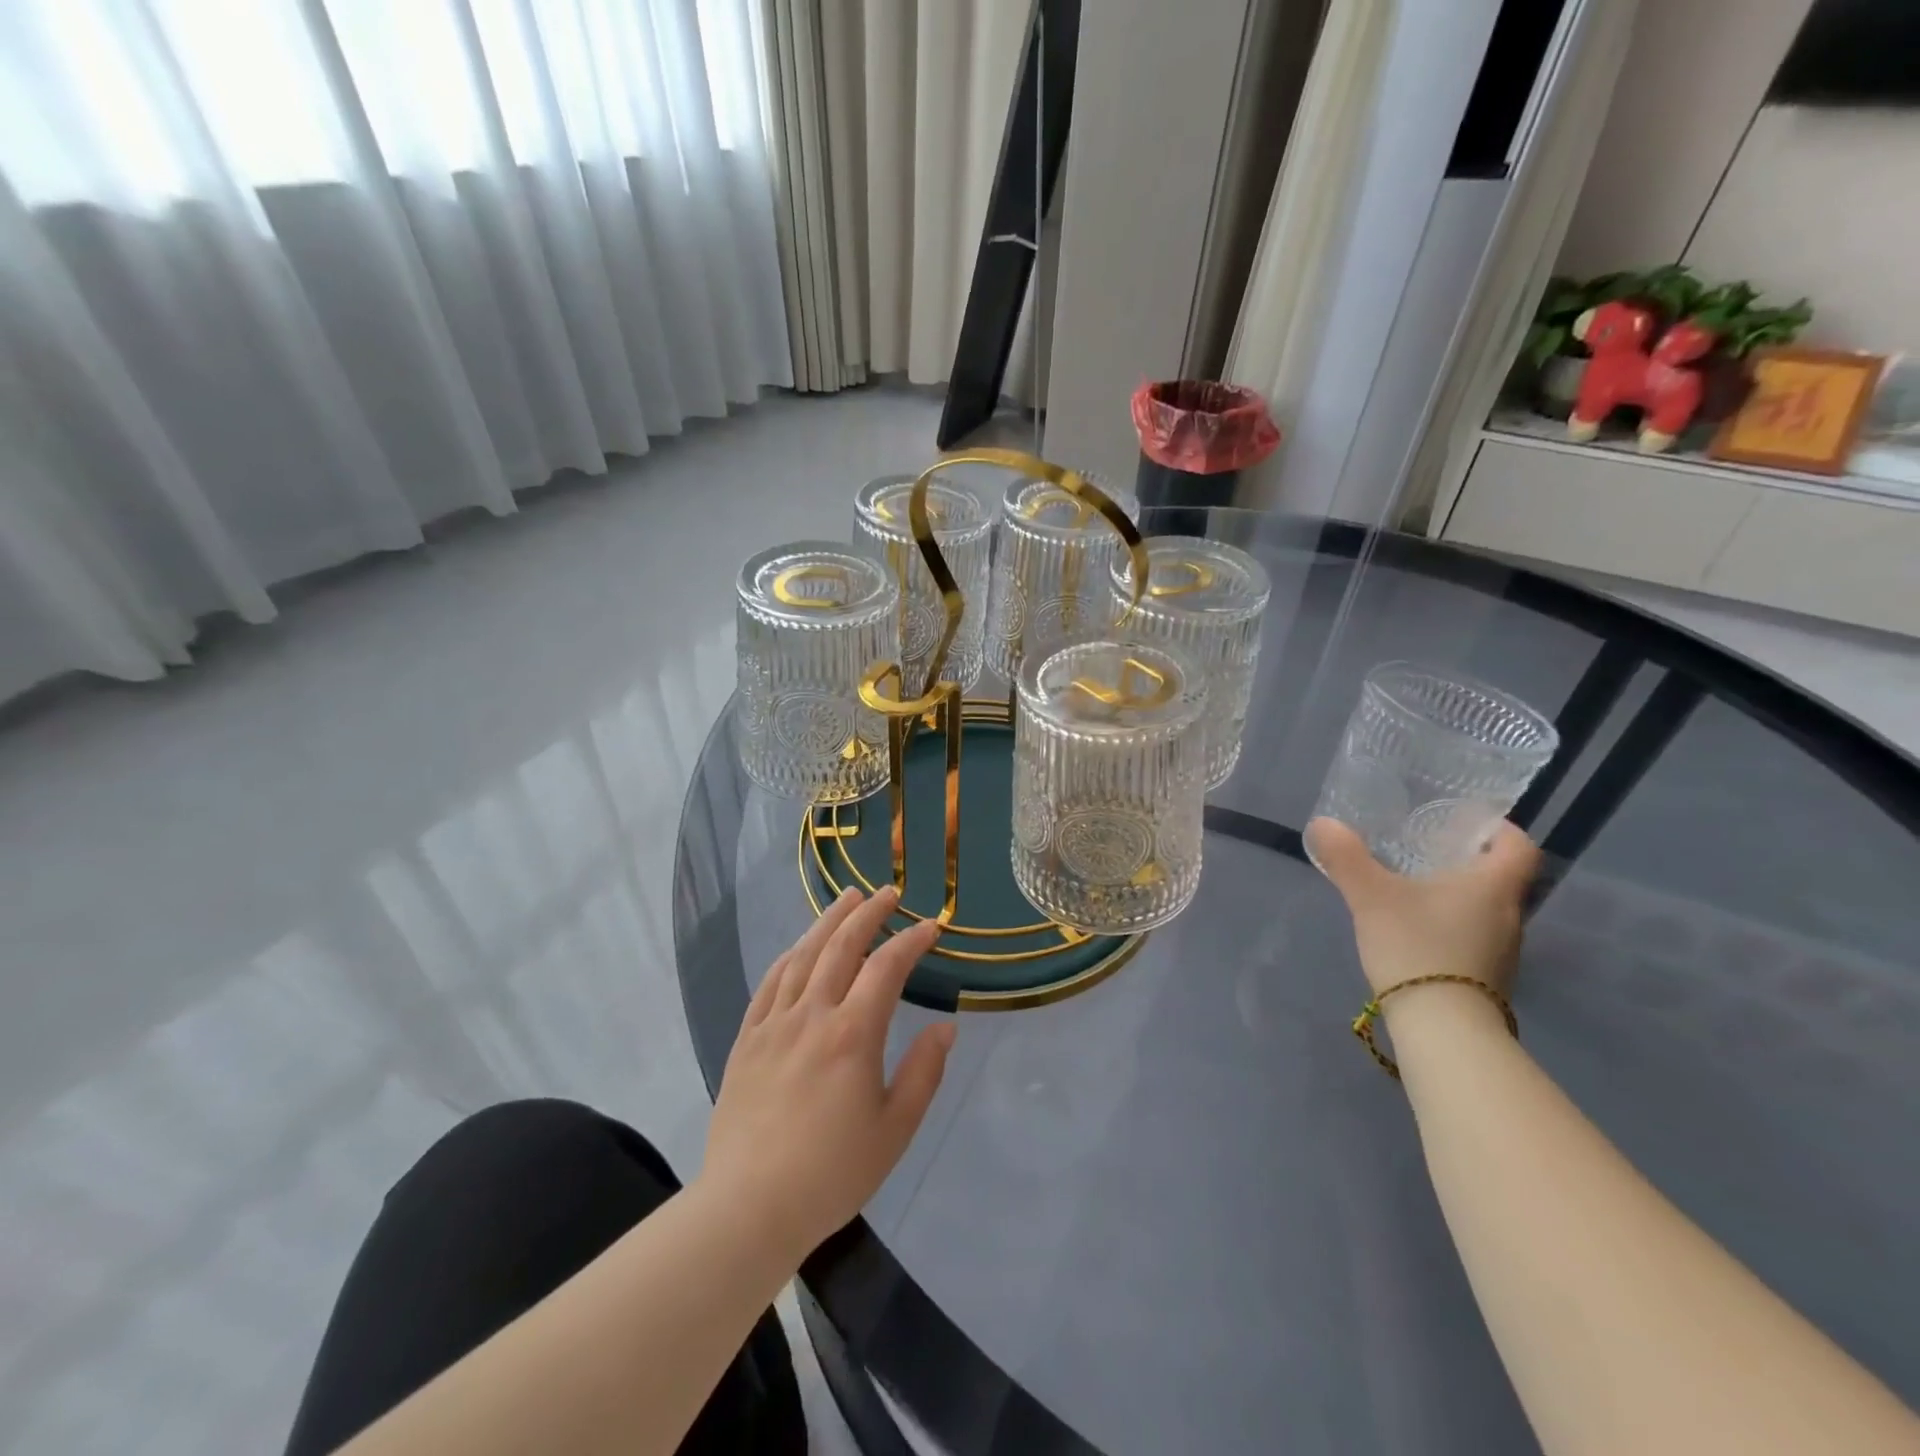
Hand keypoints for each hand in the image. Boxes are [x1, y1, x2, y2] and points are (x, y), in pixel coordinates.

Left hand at [701, 887, 951, 1263]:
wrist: (749, 1207)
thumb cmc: (832, 1173)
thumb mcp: (894, 1130)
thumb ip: (923, 1073)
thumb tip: (945, 1027)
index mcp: (852, 1034)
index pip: (886, 968)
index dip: (911, 941)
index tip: (931, 927)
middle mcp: (812, 1015)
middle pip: (841, 946)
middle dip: (869, 913)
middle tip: (888, 893)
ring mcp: (773, 1024)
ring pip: (803, 955)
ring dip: (828, 921)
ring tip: (847, 898)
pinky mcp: (746, 1039)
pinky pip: (769, 983)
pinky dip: (789, 956)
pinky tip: (799, 946)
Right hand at [1306, 818, 1539, 1008]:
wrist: (1443, 1028)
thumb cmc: (1417, 947)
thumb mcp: (1370, 896)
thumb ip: (1346, 858)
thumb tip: (1323, 823)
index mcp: (1493, 886)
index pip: (1519, 846)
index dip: (1498, 830)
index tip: (1465, 825)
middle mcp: (1510, 915)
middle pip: (1502, 878)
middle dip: (1468, 862)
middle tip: (1427, 852)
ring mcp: (1504, 952)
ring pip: (1488, 910)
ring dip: (1460, 897)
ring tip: (1416, 891)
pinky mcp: (1489, 979)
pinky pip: (1476, 938)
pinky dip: (1454, 928)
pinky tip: (1418, 932)